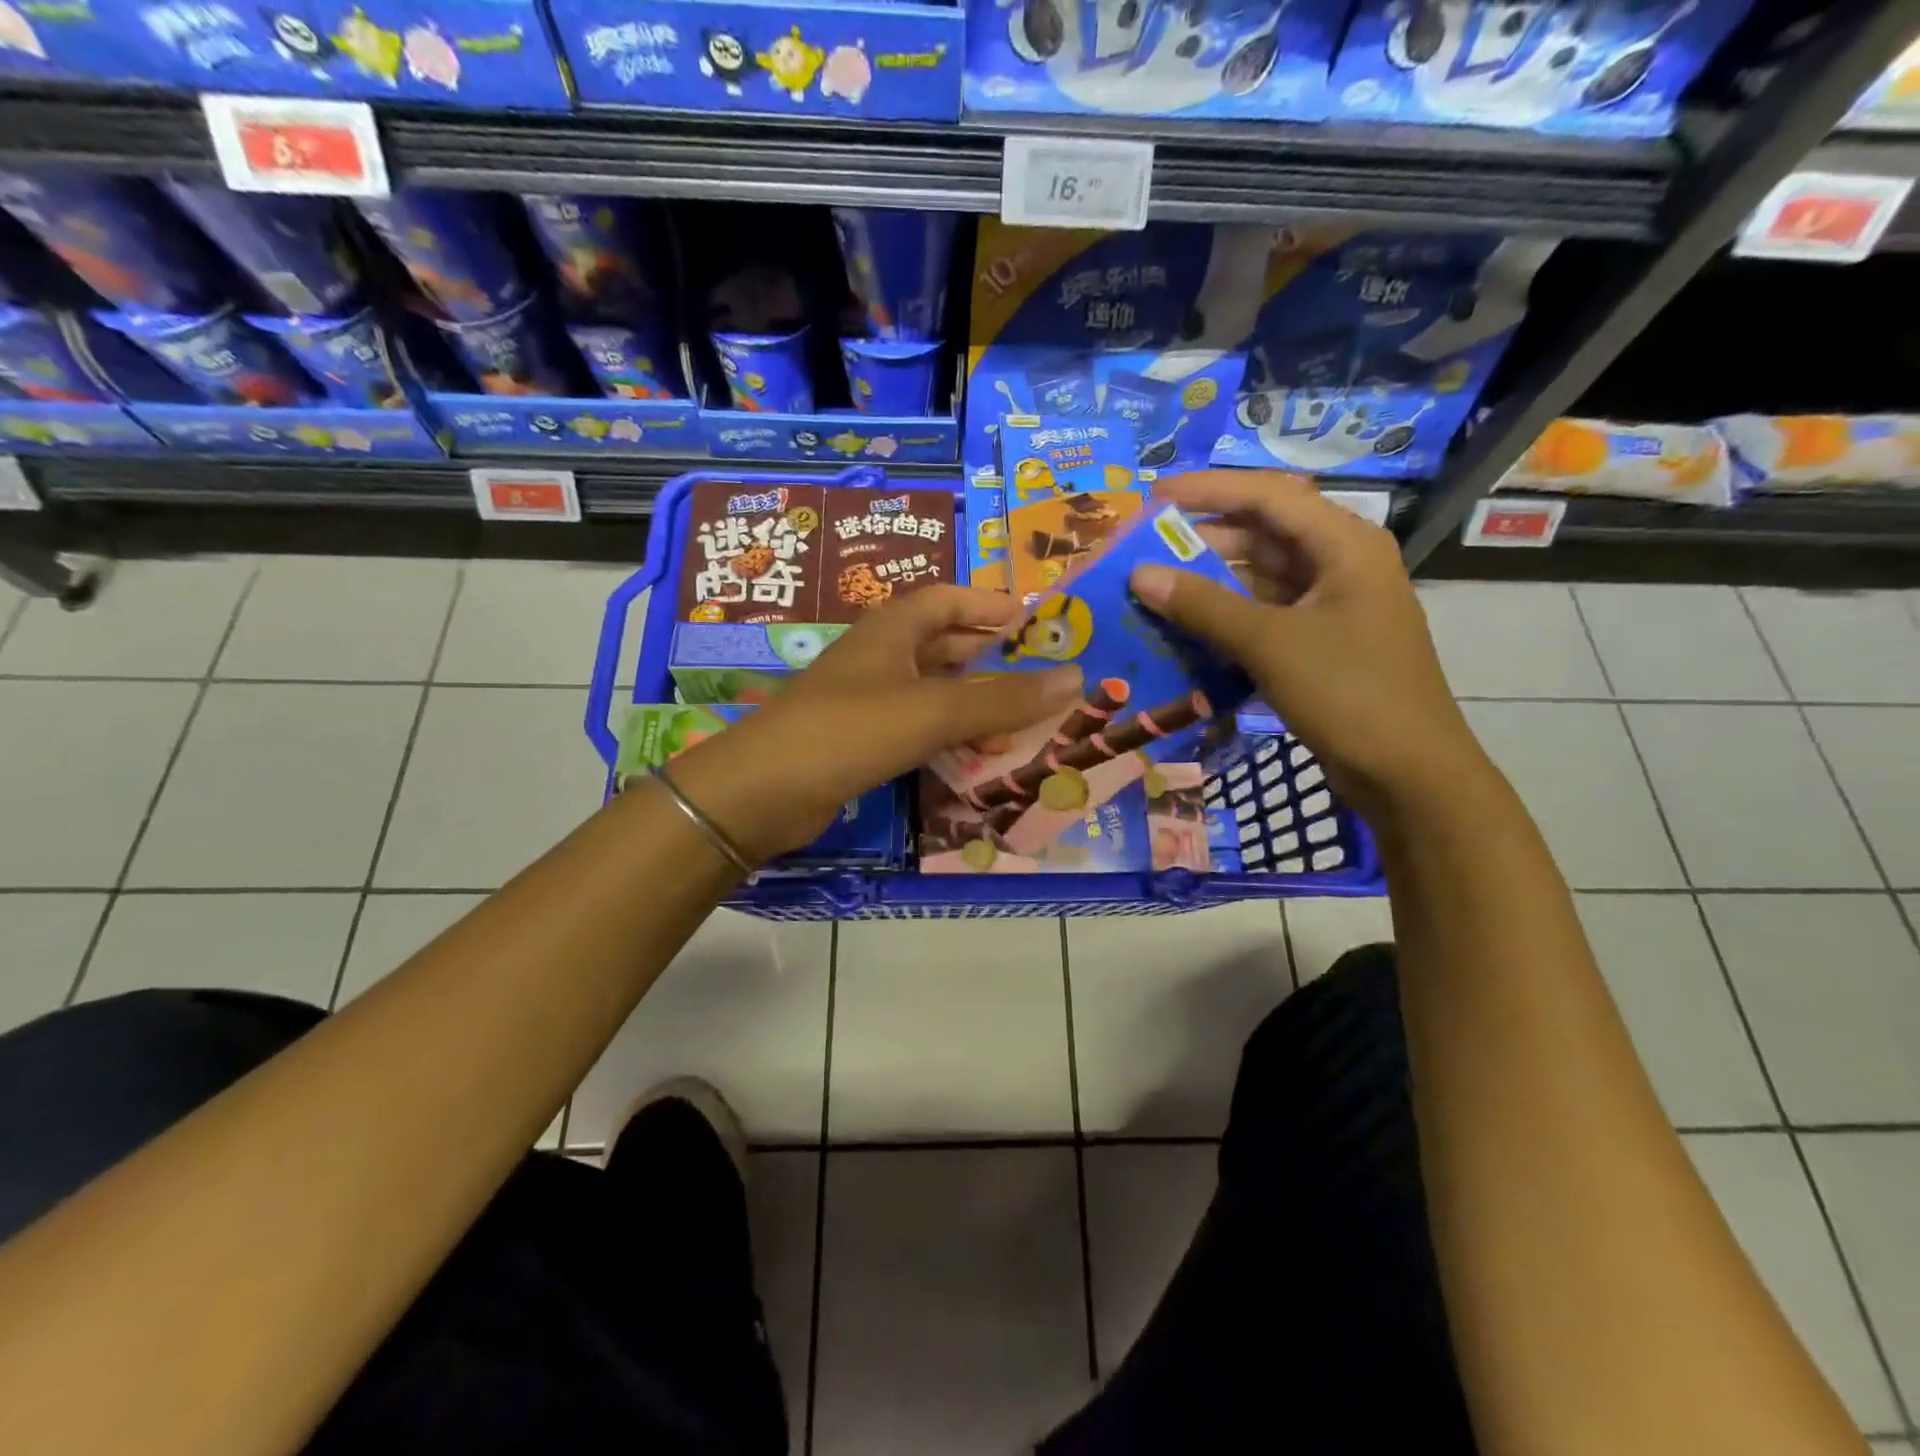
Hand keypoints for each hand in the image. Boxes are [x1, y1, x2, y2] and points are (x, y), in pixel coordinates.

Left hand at [665, 586, 1083, 865]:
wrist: (762, 792)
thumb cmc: (849, 731)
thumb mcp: (933, 711)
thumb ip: (1003, 698)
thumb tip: (1076, 678)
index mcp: (892, 630)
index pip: (948, 598)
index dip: (989, 603)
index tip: (1033, 620)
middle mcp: (879, 657)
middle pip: (943, 644)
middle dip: (989, 658)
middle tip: (1038, 677)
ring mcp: (867, 700)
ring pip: (933, 691)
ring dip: (974, 705)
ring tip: (1018, 727)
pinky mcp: (860, 741)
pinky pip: (916, 728)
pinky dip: (948, 737)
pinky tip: (974, 759)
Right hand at [1129, 471, 1485, 819]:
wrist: (1408, 772)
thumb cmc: (1348, 693)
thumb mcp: (1270, 643)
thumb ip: (1203, 605)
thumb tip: (1140, 575)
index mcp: (1344, 544)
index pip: (1269, 494)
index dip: (1208, 490)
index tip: (1153, 496)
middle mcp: (1340, 563)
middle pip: (1263, 533)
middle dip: (1203, 537)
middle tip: (1144, 547)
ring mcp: (1332, 605)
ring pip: (1260, 577)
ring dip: (1210, 580)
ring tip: (1153, 585)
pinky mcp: (1321, 642)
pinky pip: (1265, 613)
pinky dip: (1227, 616)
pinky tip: (1186, 626)